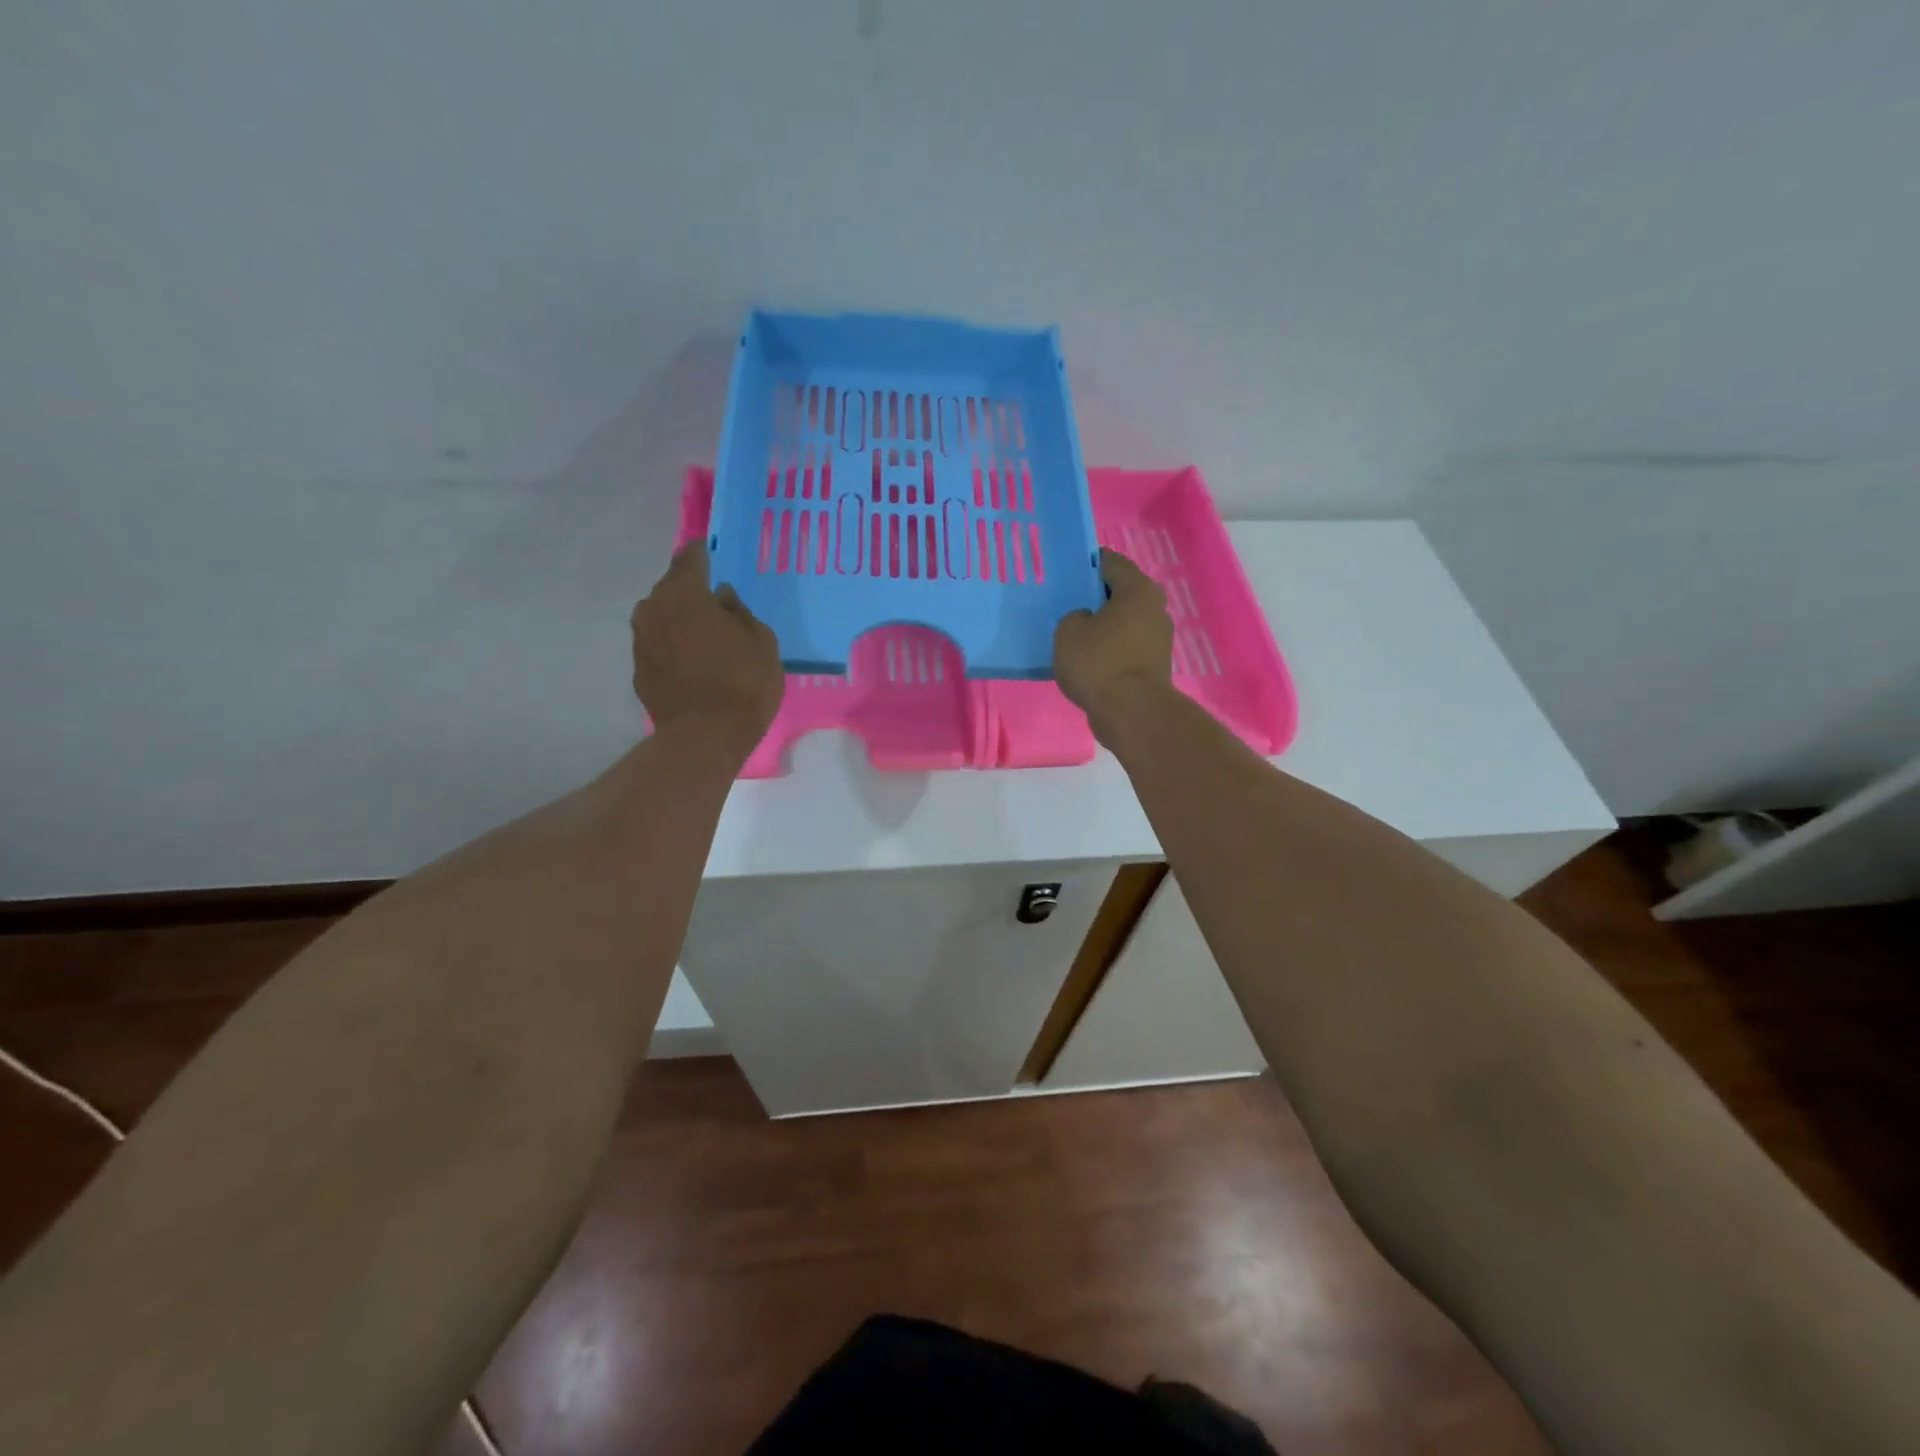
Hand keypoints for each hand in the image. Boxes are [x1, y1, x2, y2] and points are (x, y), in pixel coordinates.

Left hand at [631, 542, 783, 757]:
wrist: (704, 736)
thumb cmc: (743, 683)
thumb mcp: (762, 642)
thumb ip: (741, 613)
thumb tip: (723, 598)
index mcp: (687, 594)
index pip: (691, 558)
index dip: (703, 554)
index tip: (712, 554)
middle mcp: (655, 608)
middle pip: (671, 586)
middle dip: (690, 589)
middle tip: (714, 600)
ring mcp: (641, 639)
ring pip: (661, 615)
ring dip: (679, 618)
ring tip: (703, 632)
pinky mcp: (638, 668)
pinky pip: (658, 643)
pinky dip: (672, 644)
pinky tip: (691, 660)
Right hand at [1053, 548, 1173, 725]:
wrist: (1131, 712)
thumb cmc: (1099, 662)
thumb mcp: (1068, 631)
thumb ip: (1074, 616)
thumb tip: (1086, 621)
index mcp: (1138, 589)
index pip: (1110, 562)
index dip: (1087, 563)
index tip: (1066, 571)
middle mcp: (1155, 609)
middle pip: (1120, 593)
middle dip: (1095, 596)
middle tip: (1066, 603)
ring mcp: (1158, 639)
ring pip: (1124, 622)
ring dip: (1103, 625)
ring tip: (1074, 634)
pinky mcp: (1154, 666)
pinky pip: (1126, 647)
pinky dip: (1109, 649)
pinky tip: (1088, 659)